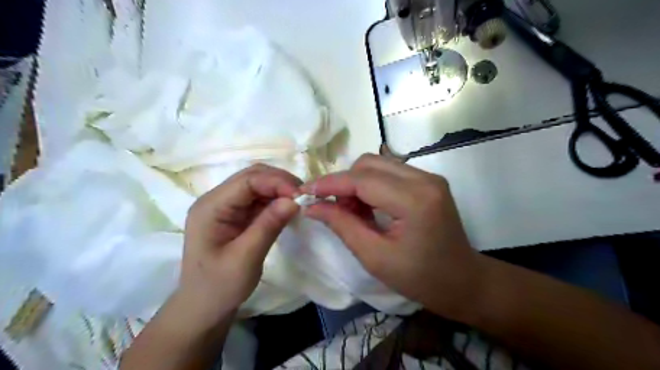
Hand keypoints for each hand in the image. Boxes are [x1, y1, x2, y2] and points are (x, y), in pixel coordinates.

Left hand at [181, 163, 301, 327]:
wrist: (203, 308)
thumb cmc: (219, 286)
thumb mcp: (245, 258)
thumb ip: (268, 225)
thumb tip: (294, 200)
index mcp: (211, 207)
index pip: (247, 180)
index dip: (276, 182)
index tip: (301, 196)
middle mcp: (217, 200)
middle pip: (252, 177)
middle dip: (280, 182)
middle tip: (304, 197)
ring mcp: (226, 207)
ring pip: (258, 185)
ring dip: (280, 190)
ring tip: (300, 202)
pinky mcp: (236, 215)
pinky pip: (259, 199)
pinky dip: (276, 200)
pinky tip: (288, 209)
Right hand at [301, 155, 483, 318]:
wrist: (463, 281)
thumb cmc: (420, 278)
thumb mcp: (375, 257)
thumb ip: (342, 225)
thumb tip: (312, 206)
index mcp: (415, 200)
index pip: (363, 179)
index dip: (330, 183)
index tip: (305, 191)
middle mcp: (425, 179)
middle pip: (369, 164)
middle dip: (344, 182)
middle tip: (333, 208)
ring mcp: (429, 177)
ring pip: (378, 164)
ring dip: (357, 182)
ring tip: (351, 210)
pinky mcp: (428, 181)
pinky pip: (389, 172)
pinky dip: (371, 184)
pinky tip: (368, 206)